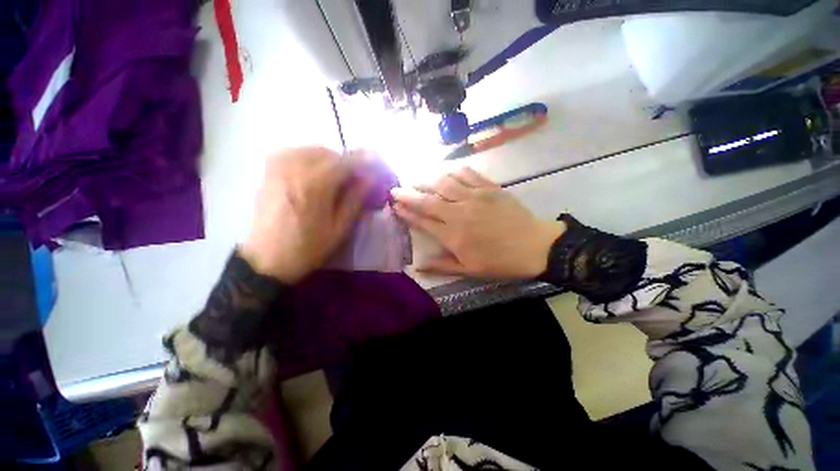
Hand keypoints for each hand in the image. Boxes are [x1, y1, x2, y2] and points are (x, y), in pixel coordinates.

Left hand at [239, 147, 373, 283]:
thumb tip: (370, 178)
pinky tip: (315, 173)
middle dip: (347, 162)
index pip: (345, 162)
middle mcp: (294, 168)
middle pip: (329, 153)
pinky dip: (310, 158)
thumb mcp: (339, 229)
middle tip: (356, 178)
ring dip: (329, 159)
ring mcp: (278, 167)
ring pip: (311, 150)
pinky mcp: (268, 171)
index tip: (374, 167)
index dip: (363, 162)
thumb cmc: (308, 248)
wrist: (267, 259)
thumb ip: (355, 200)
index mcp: (315, 185)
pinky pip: (294, 152)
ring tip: (337, 177)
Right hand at [391, 167, 564, 278]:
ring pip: (444, 183)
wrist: (535, 246)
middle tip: (395, 190)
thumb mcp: (469, 270)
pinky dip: (453, 171)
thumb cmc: (500, 261)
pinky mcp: (489, 187)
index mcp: (453, 235)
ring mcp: (475, 197)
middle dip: (408, 194)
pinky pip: (467, 173)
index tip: (395, 207)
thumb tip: (417, 266)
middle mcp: (459, 213)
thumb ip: (441, 266)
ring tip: (417, 181)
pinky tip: (446, 173)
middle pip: (428, 200)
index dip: (406, 213)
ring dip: (427, 180)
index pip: (423, 221)